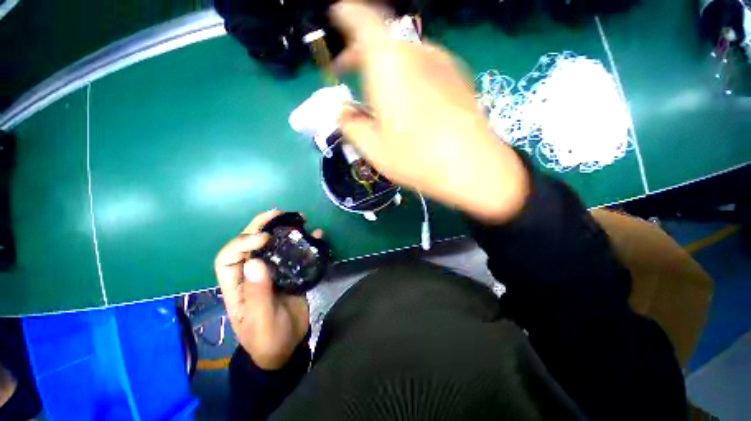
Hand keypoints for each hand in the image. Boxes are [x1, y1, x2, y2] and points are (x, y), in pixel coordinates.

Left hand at [214, 210, 321, 369]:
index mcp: (236, 286)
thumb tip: (255, 263)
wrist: (287, 346)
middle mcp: (252, 274)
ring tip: (299, 219)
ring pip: (272, 245)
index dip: (242, 243)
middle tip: (279, 213)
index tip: (264, 238)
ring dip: (284, 230)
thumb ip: (257, 294)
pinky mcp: (290, 272)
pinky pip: (294, 253)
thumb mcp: (261, 320)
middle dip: (260, 226)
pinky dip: (304, 242)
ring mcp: (272, 272)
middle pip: (249, 244)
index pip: (228, 257)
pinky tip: (316, 235)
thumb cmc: (268, 339)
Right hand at [331, 1, 528, 221]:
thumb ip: (351, 126)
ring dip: (388, 69)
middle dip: (363, 54)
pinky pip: (426, 69)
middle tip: (352, 72)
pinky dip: (411, 77)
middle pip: (384, 41)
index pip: (363, 20)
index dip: (347, 15)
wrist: (471, 166)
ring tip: (383, 97)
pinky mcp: (460, 78)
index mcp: (388, 63)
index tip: (338, 16)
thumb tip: (343, 113)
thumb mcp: (373, 149)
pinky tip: (413, 105)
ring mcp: (443, 63)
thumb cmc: (416, 158)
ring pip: (406, 57)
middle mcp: (417, 53)